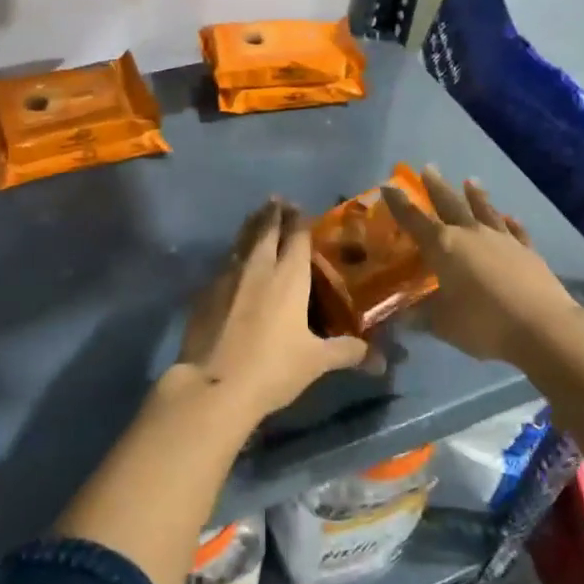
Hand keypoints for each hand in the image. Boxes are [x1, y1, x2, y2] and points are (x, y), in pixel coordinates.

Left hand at [178, 198, 371, 418]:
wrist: (214, 383)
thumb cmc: (273, 368)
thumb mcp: (316, 362)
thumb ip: (345, 351)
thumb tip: (377, 357)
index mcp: (288, 276)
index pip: (296, 236)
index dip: (299, 220)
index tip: (300, 208)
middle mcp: (259, 266)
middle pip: (266, 229)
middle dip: (273, 213)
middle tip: (278, 200)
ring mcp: (228, 276)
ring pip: (242, 240)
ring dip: (251, 226)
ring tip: (257, 216)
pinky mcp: (206, 291)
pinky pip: (225, 262)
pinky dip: (234, 254)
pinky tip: (235, 260)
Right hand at [383, 166, 580, 362]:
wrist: (543, 327)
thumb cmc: (483, 323)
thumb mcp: (443, 325)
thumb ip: (421, 317)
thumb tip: (400, 318)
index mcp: (443, 247)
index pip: (414, 220)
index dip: (399, 203)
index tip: (388, 186)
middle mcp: (470, 235)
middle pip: (450, 204)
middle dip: (436, 187)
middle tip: (428, 168)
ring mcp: (502, 240)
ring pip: (484, 211)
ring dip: (476, 196)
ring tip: (470, 181)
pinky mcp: (528, 252)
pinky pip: (516, 231)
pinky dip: (511, 222)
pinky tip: (510, 217)